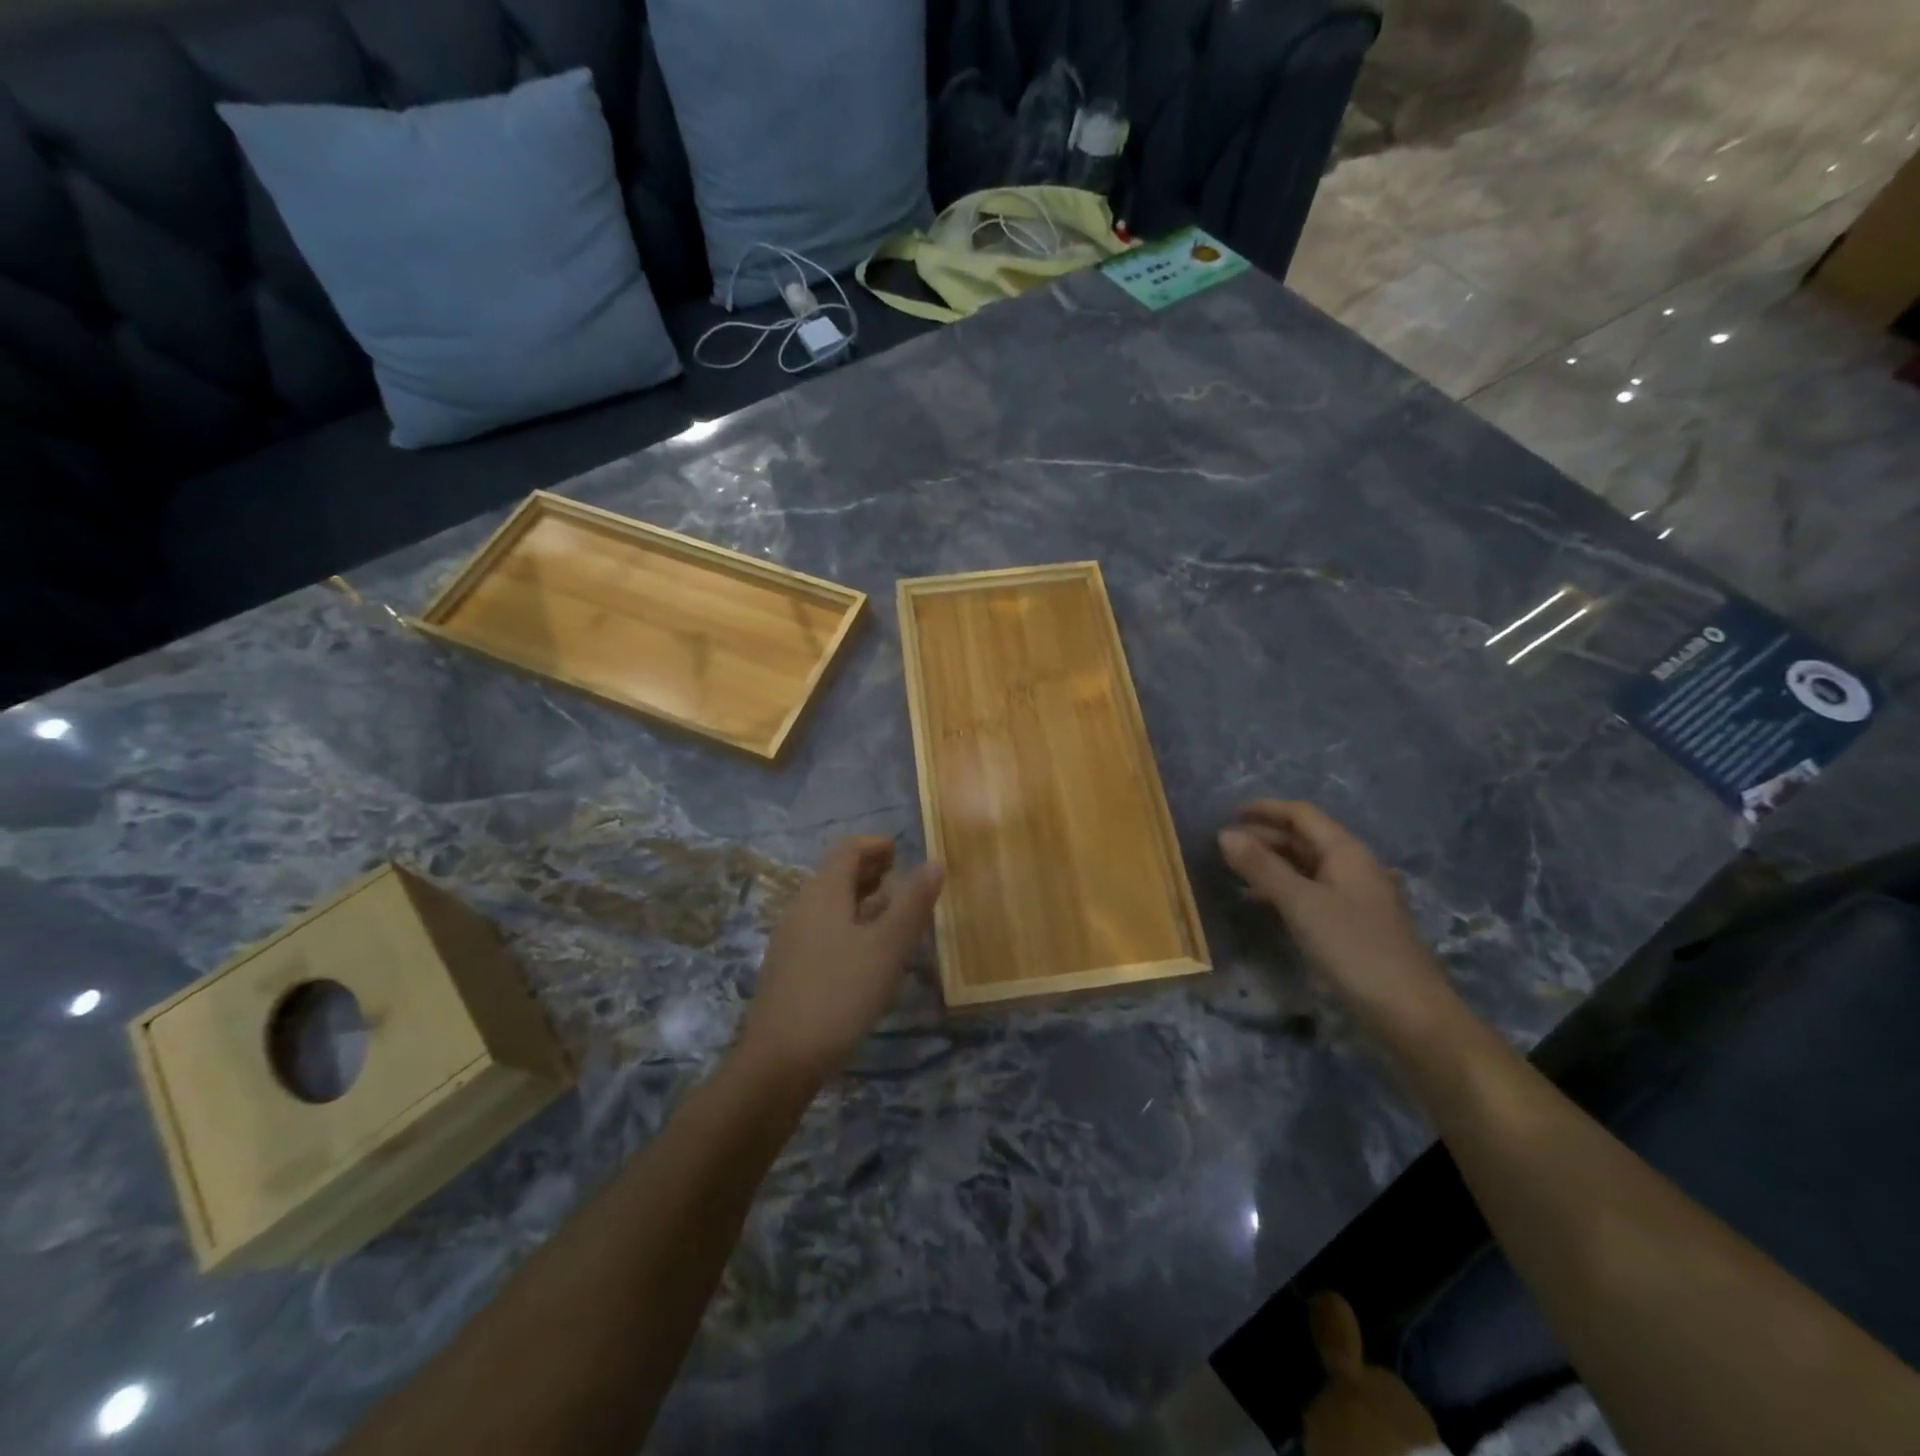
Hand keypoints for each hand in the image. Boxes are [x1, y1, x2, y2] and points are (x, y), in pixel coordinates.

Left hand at [736, 836, 944, 1083]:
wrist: (780, 1059)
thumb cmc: (840, 992)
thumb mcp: (887, 947)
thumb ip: (913, 903)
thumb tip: (934, 862)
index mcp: (822, 892)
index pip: (847, 849)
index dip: (875, 845)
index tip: (901, 850)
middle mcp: (801, 907)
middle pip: (836, 875)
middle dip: (870, 871)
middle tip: (902, 879)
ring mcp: (791, 939)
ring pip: (830, 905)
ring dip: (861, 900)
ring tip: (892, 915)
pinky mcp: (789, 969)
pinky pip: (822, 930)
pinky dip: (849, 925)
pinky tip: (867, 953)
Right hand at [1217, 801, 1455, 1034]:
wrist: (1410, 1012)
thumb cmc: (1354, 949)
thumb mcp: (1301, 904)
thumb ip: (1262, 867)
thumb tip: (1225, 834)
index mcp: (1346, 852)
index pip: (1302, 815)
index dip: (1266, 809)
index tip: (1229, 813)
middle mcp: (1353, 867)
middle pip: (1304, 839)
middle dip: (1264, 836)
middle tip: (1224, 846)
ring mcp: (1355, 897)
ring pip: (1306, 866)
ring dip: (1271, 863)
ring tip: (1234, 869)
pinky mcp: (1353, 924)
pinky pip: (1311, 892)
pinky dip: (1283, 888)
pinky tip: (1261, 901)